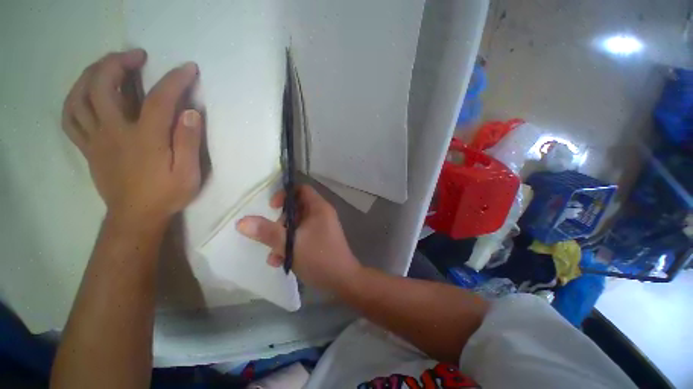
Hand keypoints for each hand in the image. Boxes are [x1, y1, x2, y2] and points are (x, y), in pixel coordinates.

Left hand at [62, 49, 202, 224]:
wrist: (137, 216)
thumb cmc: (167, 194)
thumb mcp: (189, 173)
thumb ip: (189, 142)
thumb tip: (192, 112)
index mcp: (144, 139)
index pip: (159, 99)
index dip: (175, 80)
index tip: (188, 68)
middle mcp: (114, 132)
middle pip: (103, 86)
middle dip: (119, 63)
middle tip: (137, 56)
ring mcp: (96, 139)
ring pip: (80, 97)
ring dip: (92, 73)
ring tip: (108, 65)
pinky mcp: (88, 148)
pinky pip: (71, 118)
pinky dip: (75, 99)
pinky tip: (86, 92)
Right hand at [236, 185, 362, 292]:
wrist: (342, 280)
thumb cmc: (318, 257)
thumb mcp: (290, 244)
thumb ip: (267, 232)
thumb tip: (242, 222)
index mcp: (319, 208)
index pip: (301, 190)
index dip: (285, 195)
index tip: (272, 208)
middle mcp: (321, 215)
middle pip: (297, 208)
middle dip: (281, 222)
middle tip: (272, 235)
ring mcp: (321, 228)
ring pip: (297, 225)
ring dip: (283, 237)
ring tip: (274, 255)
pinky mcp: (320, 240)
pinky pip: (302, 236)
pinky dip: (291, 244)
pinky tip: (281, 261)